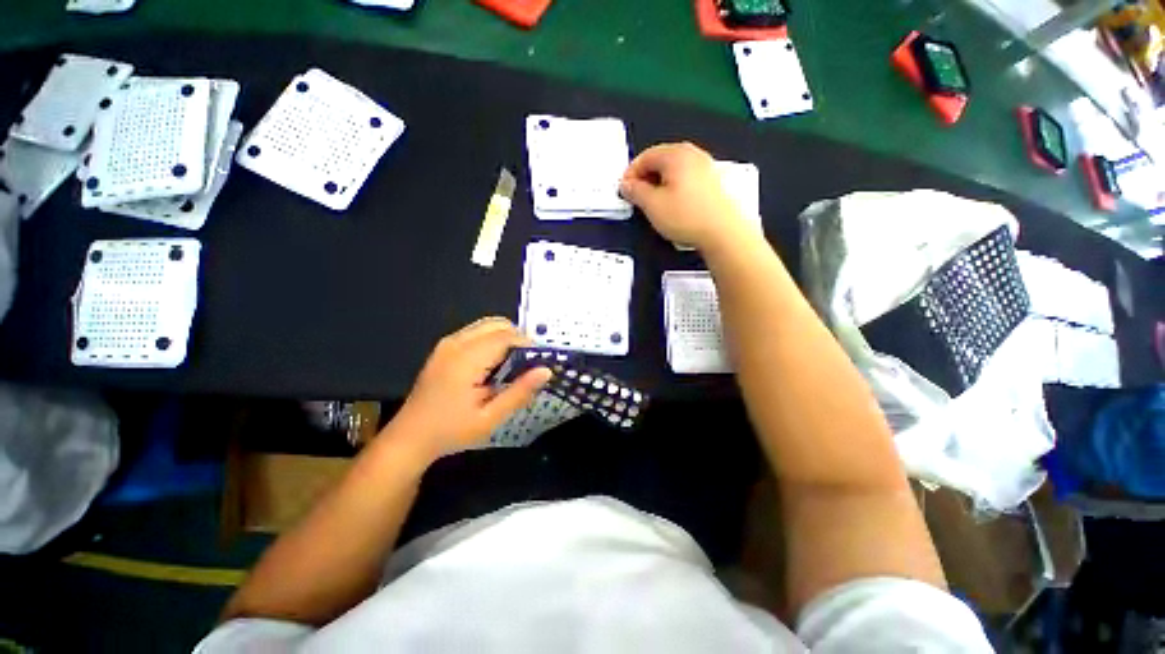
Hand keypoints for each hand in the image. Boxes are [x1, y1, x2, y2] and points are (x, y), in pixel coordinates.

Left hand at [389, 318, 550, 461]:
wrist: (410, 437)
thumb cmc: (451, 431)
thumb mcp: (490, 418)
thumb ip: (519, 392)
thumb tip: (546, 371)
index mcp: (466, 359)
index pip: (506, 337)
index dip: (527, 345)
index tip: (540, 362)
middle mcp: (456, 343)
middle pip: (497, 324)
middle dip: (518, 338)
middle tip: (527, 364)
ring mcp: (448, 343)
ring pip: (487, 325)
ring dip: (506, 338)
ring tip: (512, 365)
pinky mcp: (444, 347)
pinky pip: (476, 332)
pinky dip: (492, 340)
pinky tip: (494, 365)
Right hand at [620, 142, 750, 251]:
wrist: (723, 232)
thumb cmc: (691, 217)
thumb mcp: (652, 205)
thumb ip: (635, 191)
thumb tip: (628, 185)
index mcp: (677, 155)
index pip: (645, 156)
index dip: (631, 173)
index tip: (625, 189)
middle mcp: (693, 156)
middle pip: (661, 161)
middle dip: (645, 179)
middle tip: (637, 197)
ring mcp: (705, 168)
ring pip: (674, 172)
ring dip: (659, 186)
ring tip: (654, 206)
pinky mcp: (712, 183)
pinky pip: (686, 180)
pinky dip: (674, 190)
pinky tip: (673, 208)